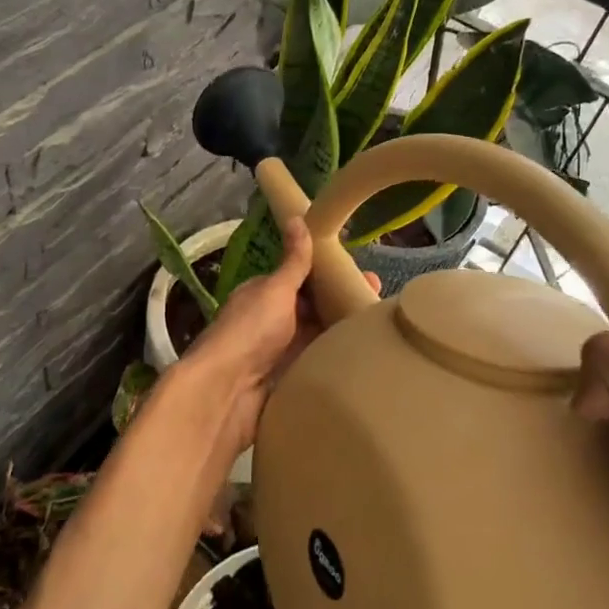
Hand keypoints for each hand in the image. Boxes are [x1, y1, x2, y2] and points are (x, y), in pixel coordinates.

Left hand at [181, 218, 379, 451]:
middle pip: (313, 309)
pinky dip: (335, 361)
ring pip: (317, 338)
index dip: (331, 276)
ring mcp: (279, 353)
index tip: (365, 276)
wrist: (226, 392)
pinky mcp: (288, 381)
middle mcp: (271, 321)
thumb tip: (297, 217)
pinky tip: (365, 361)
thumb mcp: (276, 290)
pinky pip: (317, 365)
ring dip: (342, 334)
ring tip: (382, 331)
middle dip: (343, 304)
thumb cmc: (251, 331)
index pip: (303, 279)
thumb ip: (293, 261)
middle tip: (381, 303)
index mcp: (265, 294)